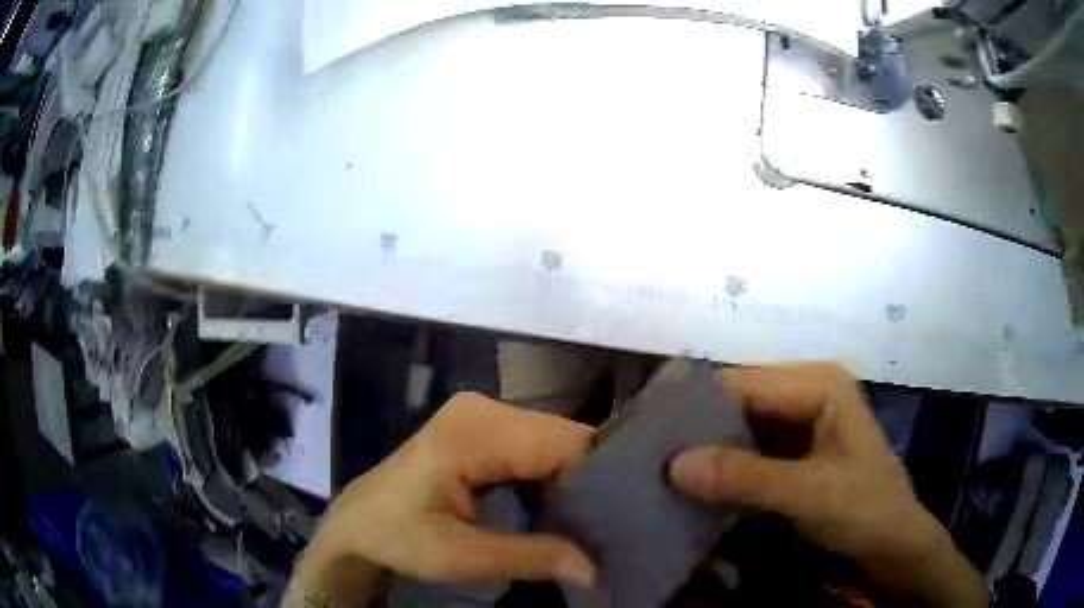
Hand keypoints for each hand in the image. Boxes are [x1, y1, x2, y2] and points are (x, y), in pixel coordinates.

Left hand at [288, 393, 596, 606]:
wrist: (358, 521)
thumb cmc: (397, 537)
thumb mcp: (459, 557)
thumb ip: (531, 558)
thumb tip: (596, 570)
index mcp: (474, 432)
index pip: (566, 443)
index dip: (599, 480)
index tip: (623, 520)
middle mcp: (483, 408)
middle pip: (564, 437)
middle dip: (591, 480)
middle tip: (611, 526)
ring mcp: (482, 412)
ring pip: (555, 440)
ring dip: (574, 478)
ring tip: (593, 518)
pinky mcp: (482, 425)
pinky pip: (535, 444)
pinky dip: (552, 473)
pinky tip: (560, 504)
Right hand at [668, 363, 988, 607]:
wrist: (890, 542)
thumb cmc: (864, 509)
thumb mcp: (810, 493)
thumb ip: (747, 478)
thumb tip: (674, 465)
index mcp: (819, 383)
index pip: (744, 383)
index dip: (697, 406)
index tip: (649, 433)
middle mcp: (806, 391)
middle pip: (739, 401)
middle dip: (699, 428)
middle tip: (650, 456)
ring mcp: (799, 421)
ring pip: (740, 426)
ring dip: (707, 450)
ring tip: (661, 470)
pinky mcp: (792, 450)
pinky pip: (748, 449)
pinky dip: (723, 466)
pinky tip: (695, 484)